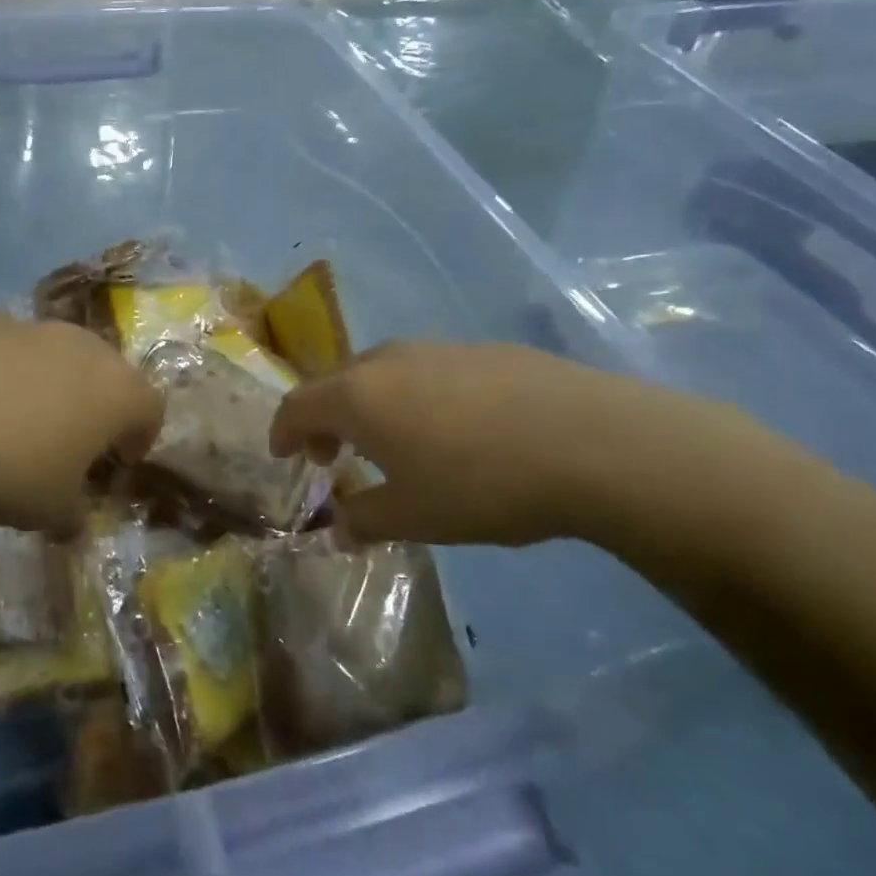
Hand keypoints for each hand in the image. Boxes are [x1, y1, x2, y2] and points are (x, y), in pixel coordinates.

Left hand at [0, 316, 163, 536]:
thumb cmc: (5, 468)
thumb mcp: (47, 511)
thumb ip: (71, 516)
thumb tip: (73, 524)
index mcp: (114, 389)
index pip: (150, 406)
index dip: (142, 435)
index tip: (121, 461)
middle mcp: (79, 347)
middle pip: (104, 371)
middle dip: (95, 406)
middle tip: (72, 442)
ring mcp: (26, 327)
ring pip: (52, 356)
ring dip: (46, 386)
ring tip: (13, 425)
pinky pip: (3, 351)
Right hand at [270, 341, 778, 548]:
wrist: (592, 441)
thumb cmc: (482, 483)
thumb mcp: (415, 516)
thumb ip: (365, 519)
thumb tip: (339, 526)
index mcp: (358, 394)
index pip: (297, 405)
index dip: (283, 432)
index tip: (283, 456)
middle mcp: (388, 360)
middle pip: (336, 383)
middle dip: (325, 419)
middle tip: (333, 456)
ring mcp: (437, 348)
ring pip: (383, 373)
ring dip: (370, 406)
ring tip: (393, 443)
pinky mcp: (482, 350)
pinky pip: (427, 371)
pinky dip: (414, 396)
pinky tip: (452, 429)